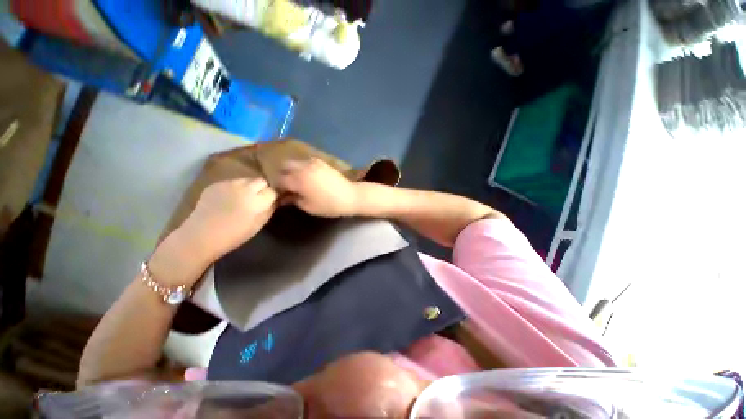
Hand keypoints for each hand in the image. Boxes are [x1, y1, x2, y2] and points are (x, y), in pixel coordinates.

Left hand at [179, 178, 277, 261]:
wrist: (201, 236)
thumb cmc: (234, 235)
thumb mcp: (259, 224)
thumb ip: (270, 209)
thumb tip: (276, 201)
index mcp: (257, 201)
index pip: (274, 190)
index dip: (276, 194)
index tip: (276, 198)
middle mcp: (245, 188)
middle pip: (261, 180)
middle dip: (264, 187)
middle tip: (262, 196)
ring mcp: (229, 184)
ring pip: (247, 179)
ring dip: (250, 186)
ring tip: (246, 196)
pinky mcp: (216, 184)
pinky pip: (232, 182)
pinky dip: (236, 188)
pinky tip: (230, 198)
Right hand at [279, 158, 358, 217]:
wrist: (350, 196)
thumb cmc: (329, 205)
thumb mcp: (308, 206)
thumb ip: (293, 200)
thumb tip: (283, 197)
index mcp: (298, 179)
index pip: (279, 179)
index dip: (277, 187)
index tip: (279, 193)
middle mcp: (303, 167)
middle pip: (284, 166)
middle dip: (282, 175)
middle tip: (287, 186)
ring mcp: (313, 162)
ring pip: (295, 162)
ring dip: (292, 170)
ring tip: (296, 180)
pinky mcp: (321, 162)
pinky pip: (305, 161)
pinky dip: (302, 167)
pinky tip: (306, 176)